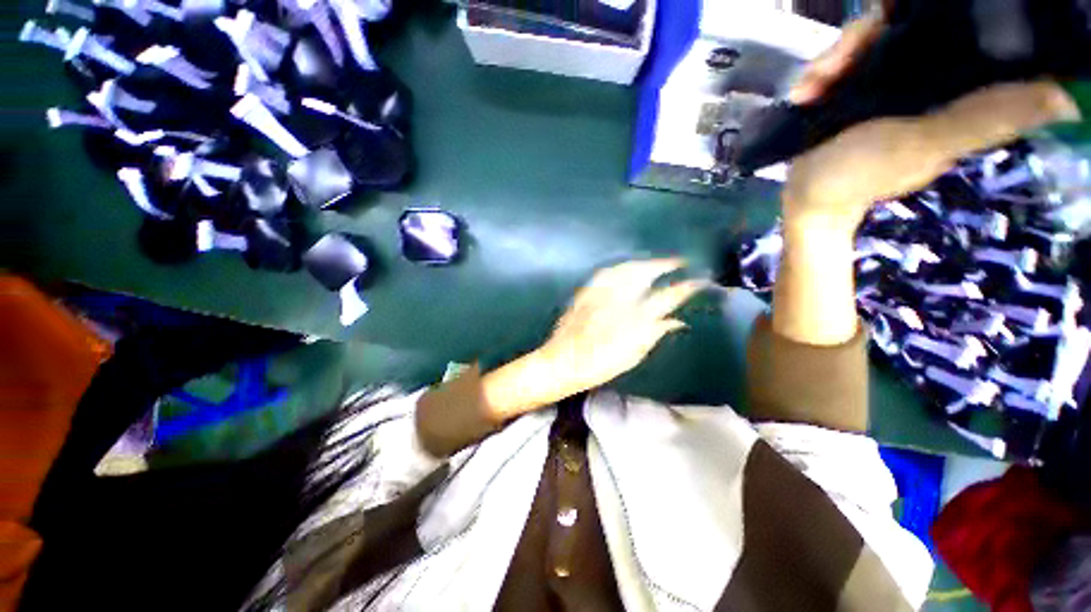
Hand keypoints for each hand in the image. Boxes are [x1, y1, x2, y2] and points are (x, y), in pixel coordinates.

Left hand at [483, 259, 705, 420]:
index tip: (700, 282)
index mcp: (632, 319)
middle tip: (678, 262)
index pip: (665, 298)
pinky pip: (607, 272)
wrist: (561, 361)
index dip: (685, 288)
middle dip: (664, 264)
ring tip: (656, 263)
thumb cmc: (598, 364)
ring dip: (644, 263)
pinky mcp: (585, 291)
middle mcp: (616, 299)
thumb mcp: (632, 355)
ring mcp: (599, 292)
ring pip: (626, 268)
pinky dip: (622, 267)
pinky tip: (627, 268)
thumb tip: (676, 322)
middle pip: (644, 273)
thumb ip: (654, 334)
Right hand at [782, 9, 1079, 233]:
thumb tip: (1063, 100)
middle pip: (903, 30)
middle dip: (866, 38)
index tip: (895, 20)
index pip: (956, 33)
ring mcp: (882, 85)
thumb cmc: (859, 176)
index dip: (931, 16)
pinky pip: (839, 63)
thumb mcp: (924, 145)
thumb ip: (984, 118)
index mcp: (952, 91)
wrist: (802, 201)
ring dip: (835, 57)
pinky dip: (819, 72)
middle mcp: (923, 80)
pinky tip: (804, 92)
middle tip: (835, 67)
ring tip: (810, 88)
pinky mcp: (850, 93)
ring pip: (866, 43)